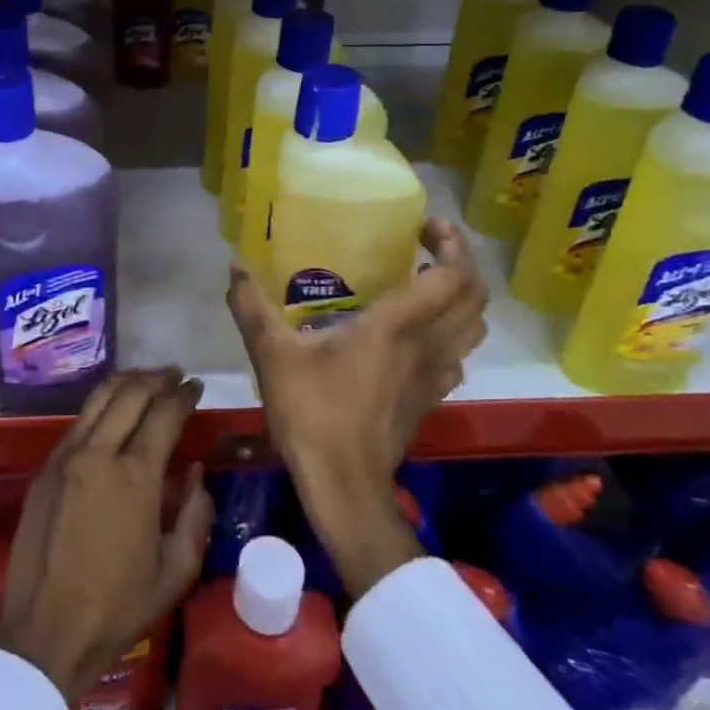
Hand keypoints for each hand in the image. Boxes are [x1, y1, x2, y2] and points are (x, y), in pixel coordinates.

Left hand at [0, 370, 214, 703]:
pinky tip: (111, 412)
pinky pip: (77, 423)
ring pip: (98, 400)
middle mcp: (98, 454)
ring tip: (146, 379)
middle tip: (175, 375)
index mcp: (134, 477)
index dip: (184, 395)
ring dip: (126, 383)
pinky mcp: (45, 469)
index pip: (163, 414)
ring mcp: (65, 458)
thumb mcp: (174, 572)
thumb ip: (194, 517)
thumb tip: (197, 475)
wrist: (45, 633)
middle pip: (130, 395)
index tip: (196, 386)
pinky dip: (100, 407)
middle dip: (157, 379)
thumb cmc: (116, 609)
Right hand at [226, 218, 487, 597]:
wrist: (344, 485)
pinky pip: (458, 354)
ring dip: (463, 297)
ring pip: (474, 327)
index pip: (451, 277)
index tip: (426, 224)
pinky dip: (453, 331)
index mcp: (397, 327)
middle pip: (475, 297)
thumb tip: (234, 268)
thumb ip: (251, 308)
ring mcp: (435, 375)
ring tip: (427, 281)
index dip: (451, 243)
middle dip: (462, 262)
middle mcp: (427, 345)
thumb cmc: (311, 413)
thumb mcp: (271, 355)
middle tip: (427, 245)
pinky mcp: (431, 398)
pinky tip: (418, 332)